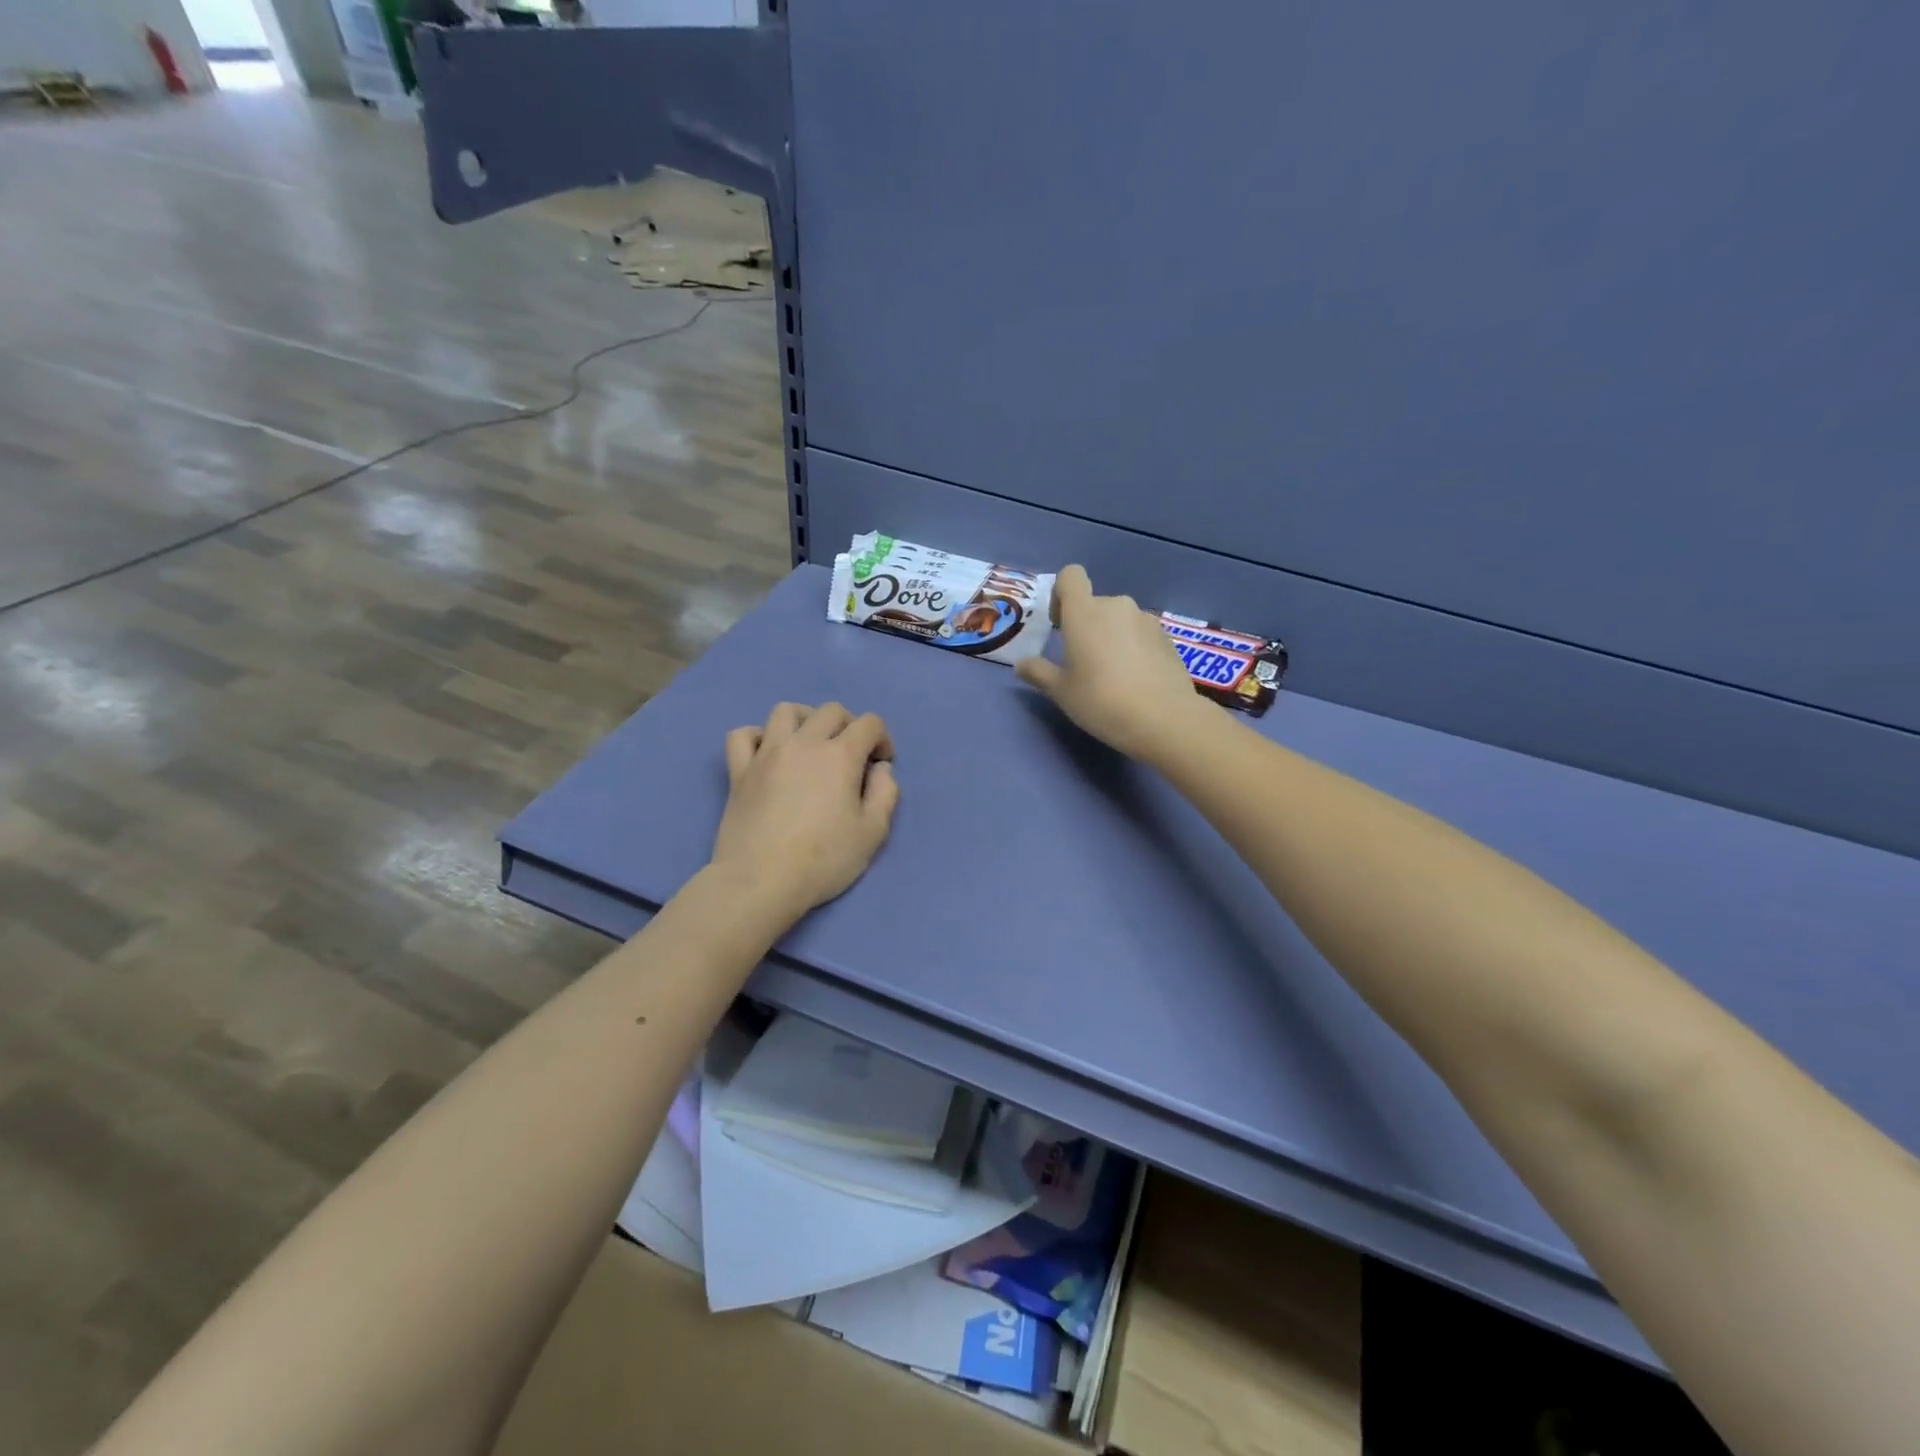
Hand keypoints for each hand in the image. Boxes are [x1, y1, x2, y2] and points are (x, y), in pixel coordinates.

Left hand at [711, 702, 899, 919]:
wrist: (761, 881)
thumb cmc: (823, 860)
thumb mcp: (873, 833)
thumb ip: (885, 793)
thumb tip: (881, 769)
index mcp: (840, 755)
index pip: (869, 723)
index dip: (882, 739)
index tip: (881, 765)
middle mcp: (803, 743)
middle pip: (830, 711)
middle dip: (850, 726)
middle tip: (852, 757)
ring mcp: (766, 754)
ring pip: (785, 711)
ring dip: (805, 720)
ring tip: (811, 744)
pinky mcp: (739, 771)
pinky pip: (742, 735)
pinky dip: (758, 737)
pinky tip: (768, 755)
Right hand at [1015, 564, 1209, 759]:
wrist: (1164, 720)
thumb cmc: (1101, 700)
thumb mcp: (1061, 691)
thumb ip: (1038, 672)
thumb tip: (1021, 664)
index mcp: (1085, 612)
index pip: (1071, 576)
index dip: (1061, 594)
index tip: (1059, 624)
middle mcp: (1117, 606)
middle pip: (1095, 604)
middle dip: (1086, 625)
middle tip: (1082, 662)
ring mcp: (1146, 620)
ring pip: (1120, 620)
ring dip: (1111, 637)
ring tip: (1112, 675)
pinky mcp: (1168, 638)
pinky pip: (1141, 635)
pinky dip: (1134, 649)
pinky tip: (1136, 681)